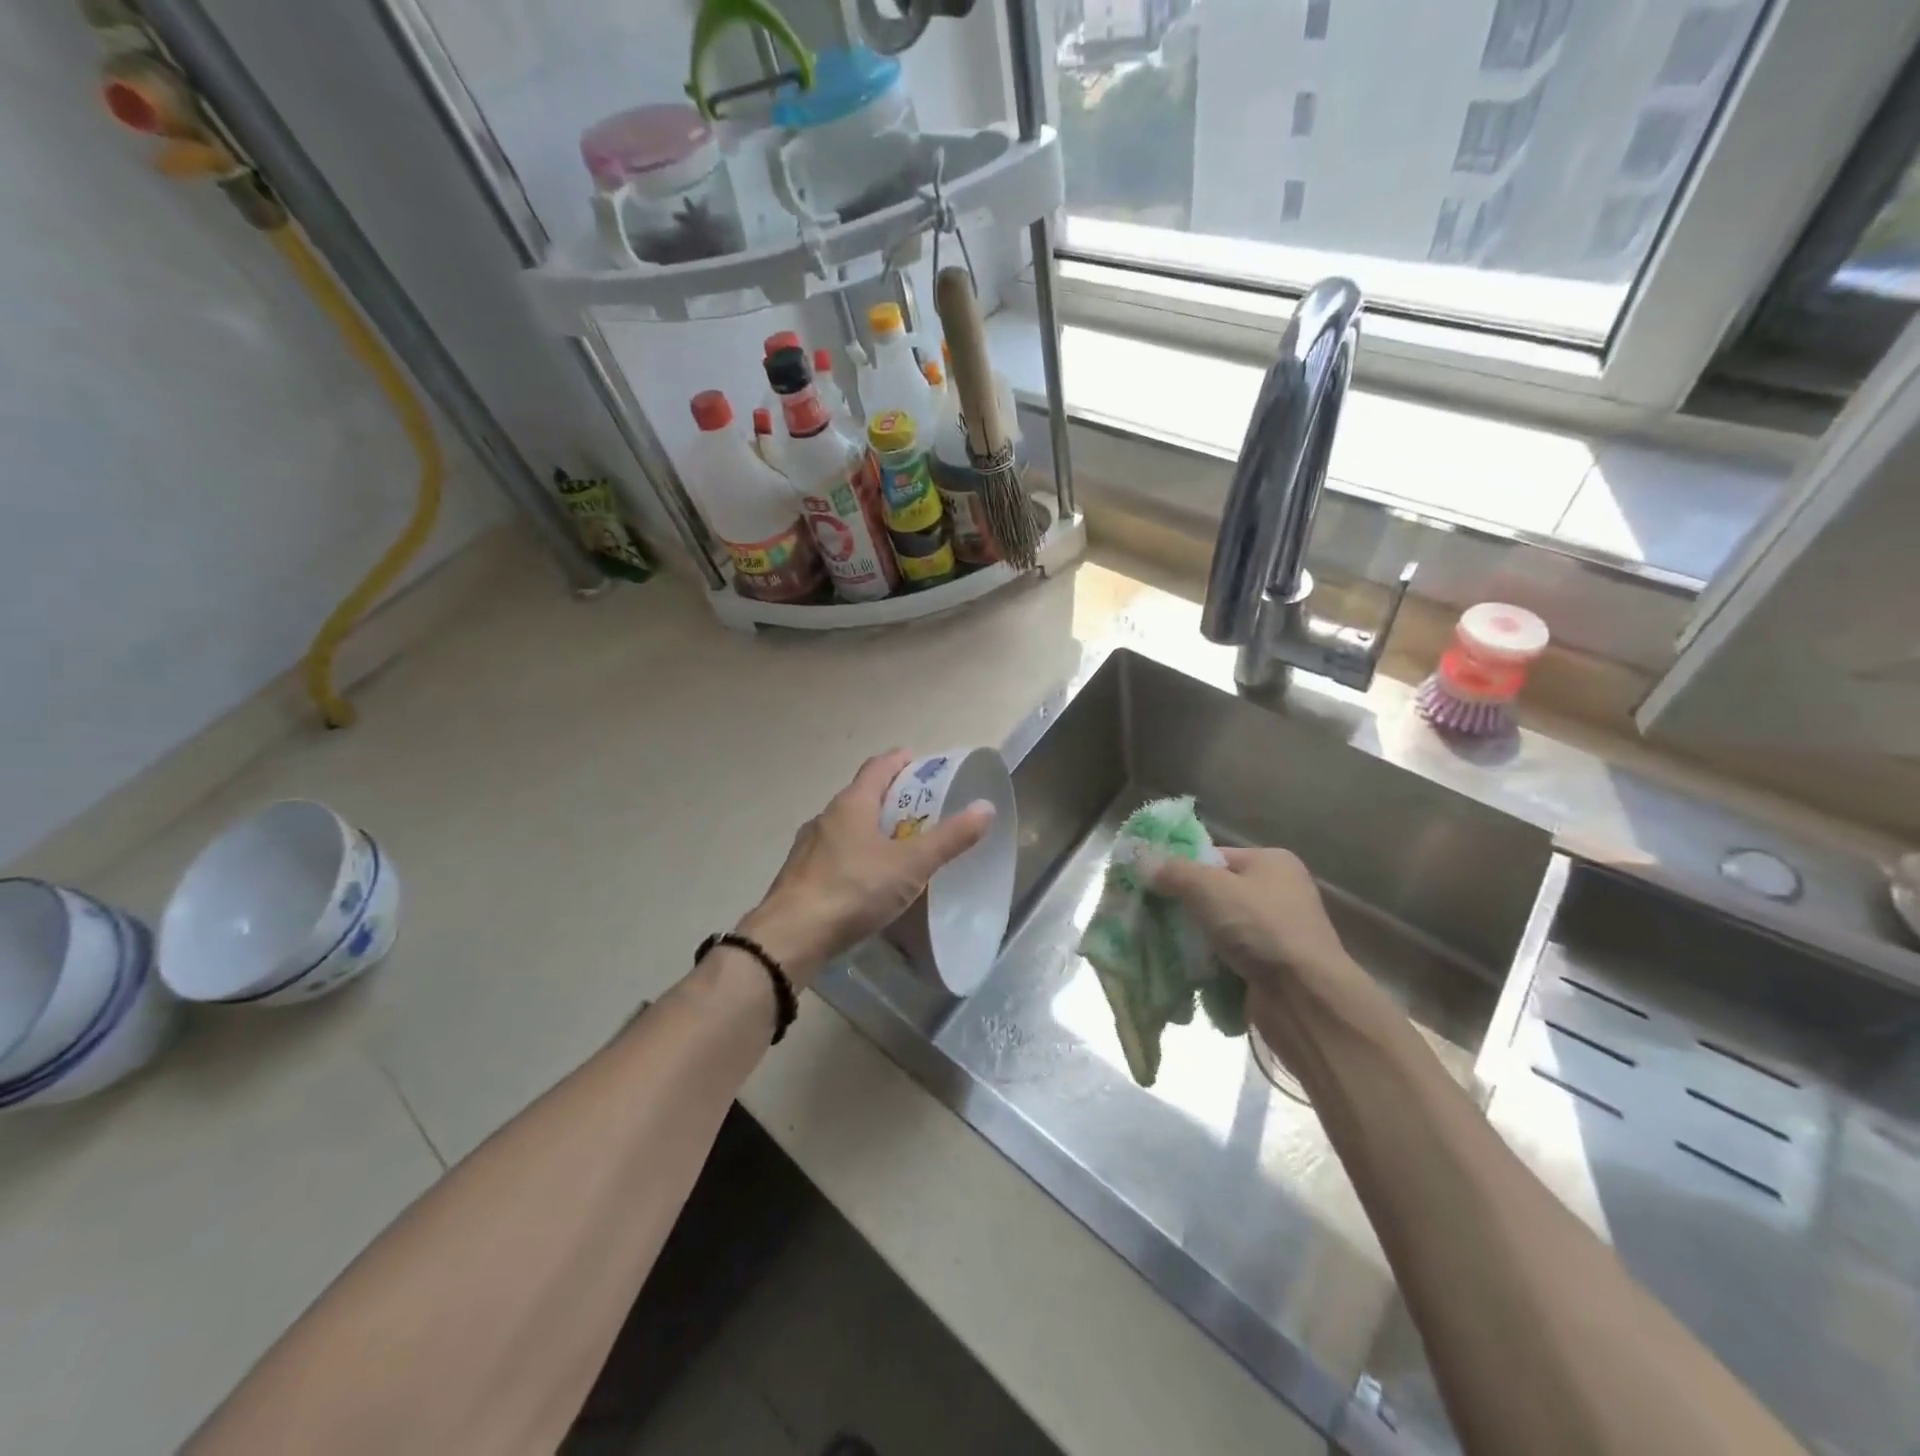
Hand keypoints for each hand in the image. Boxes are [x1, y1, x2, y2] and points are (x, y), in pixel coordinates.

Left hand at [738, 750, 994, 986]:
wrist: (791, 936)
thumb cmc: (854, 889)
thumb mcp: (910, 865)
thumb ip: (949, 838)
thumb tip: (985, 808)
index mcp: (852, 803)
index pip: (878, 767)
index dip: (900, 761)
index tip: (920, 763)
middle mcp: (826, 817)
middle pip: (862, 794)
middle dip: (891, 797)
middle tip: (921, 809)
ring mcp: (808, 846)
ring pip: (846, 826)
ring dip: (871, 827)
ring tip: (897, 845)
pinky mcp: (799, 875)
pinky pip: (834, 853)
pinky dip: (855, 854)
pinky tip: (866, 879)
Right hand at [1152, 847, 1354, 998]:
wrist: (1303, 998)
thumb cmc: (1259, 927)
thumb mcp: (1208, 887)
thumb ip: (1173, 871)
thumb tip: (1143, 863)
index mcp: (1272, 862)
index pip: (1213, 857)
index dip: (1181, 868)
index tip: (1151, 885)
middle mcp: (1279, 892)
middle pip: (1215, 893)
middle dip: (1184, 906)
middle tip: (1151, 916)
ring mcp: (1277, 933)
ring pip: (1218, 928)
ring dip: (1193, 939)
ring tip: (1163, 945)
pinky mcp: (1272, 968)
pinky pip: (1228, 958)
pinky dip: (1208, 964)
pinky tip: (1187, 971)